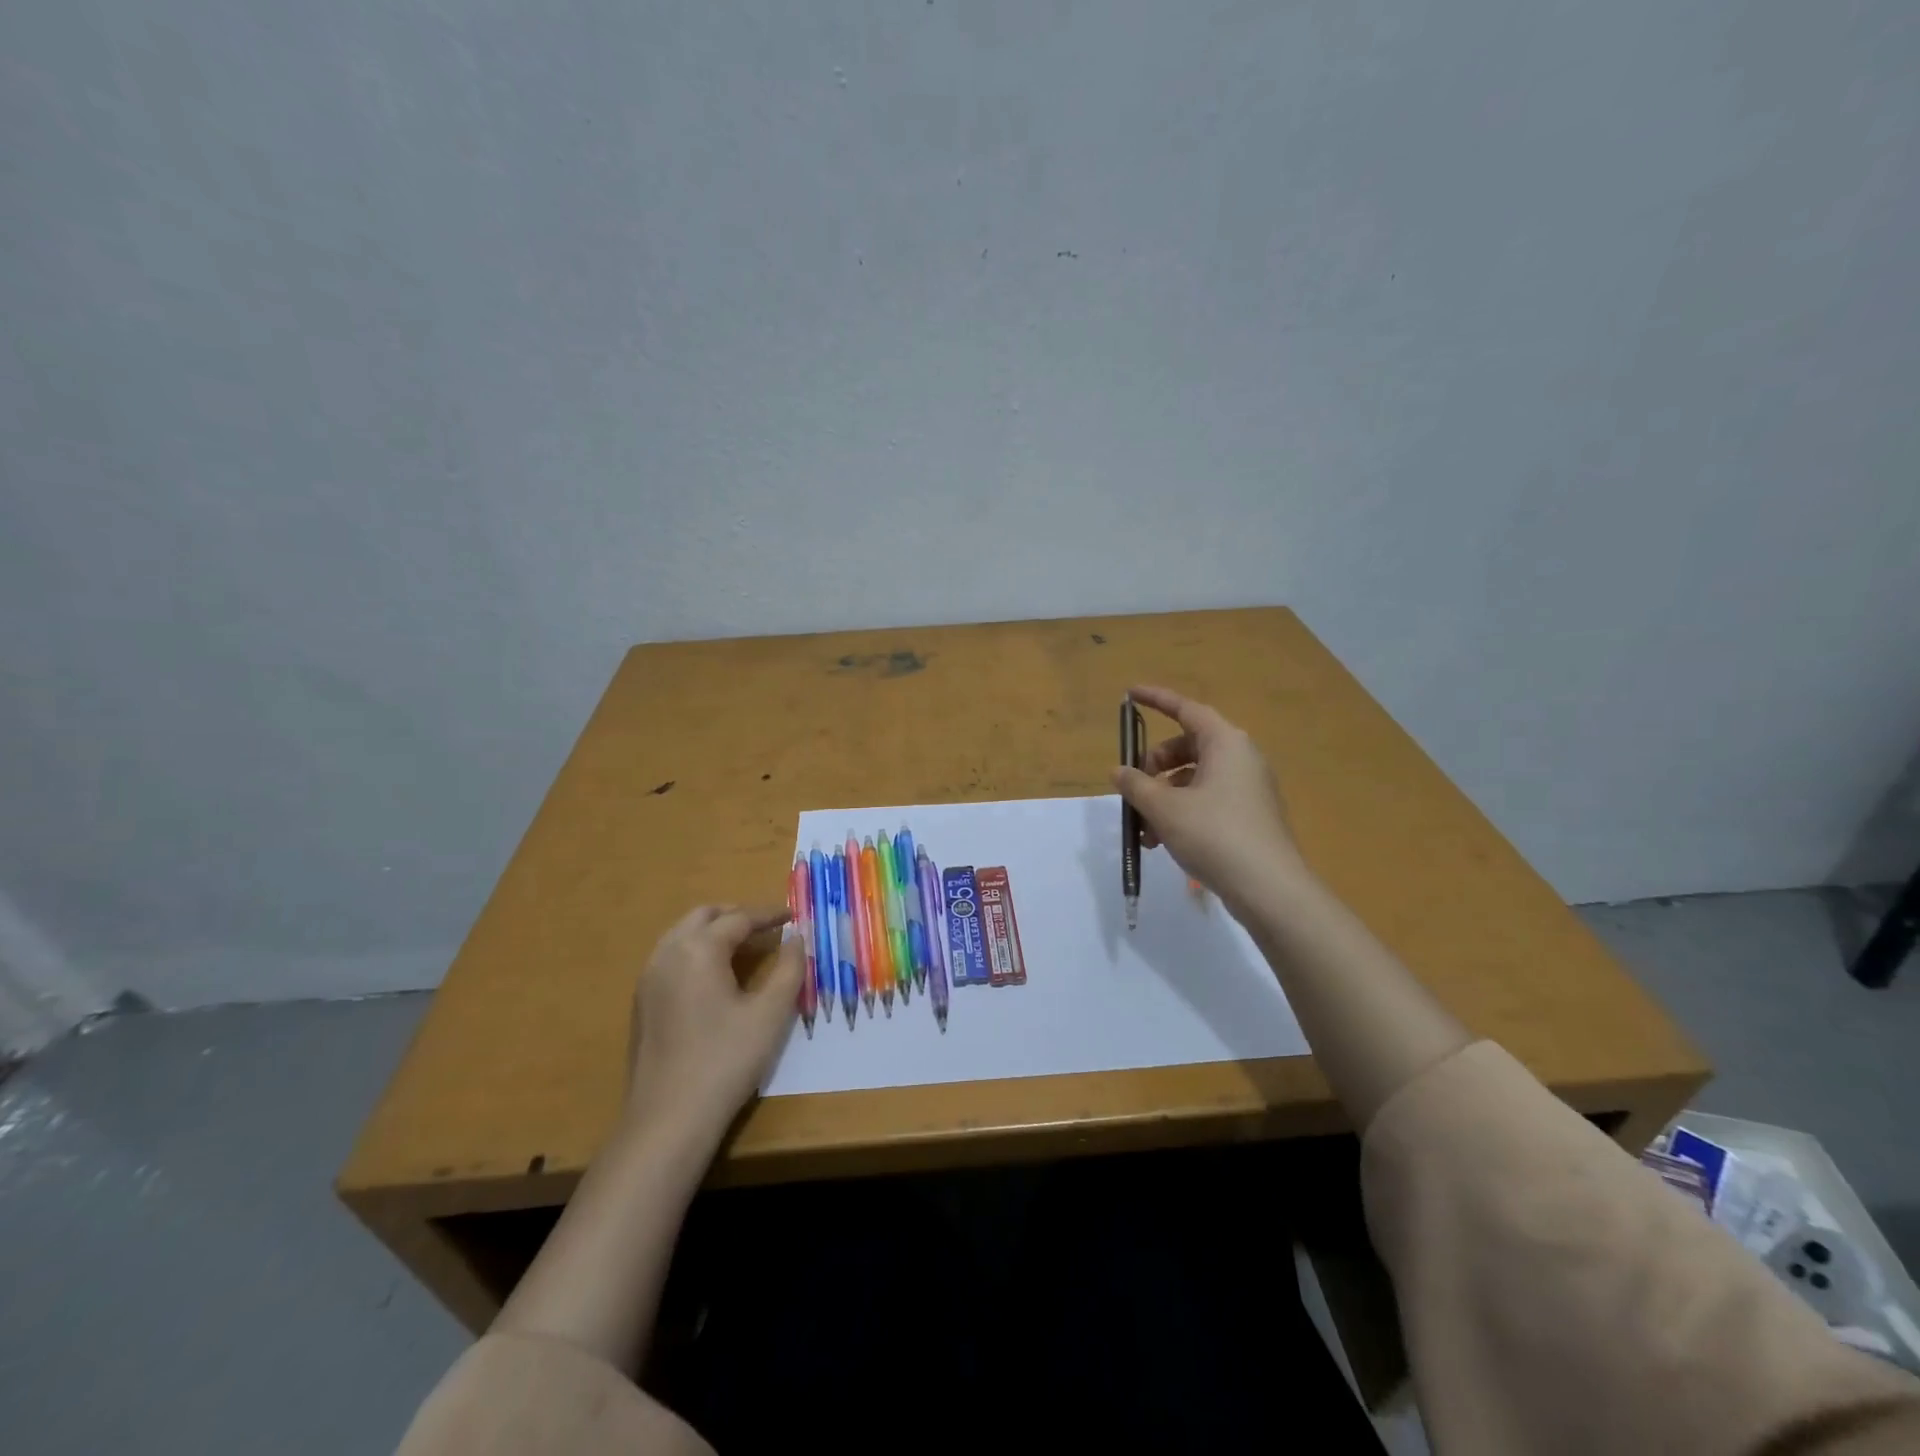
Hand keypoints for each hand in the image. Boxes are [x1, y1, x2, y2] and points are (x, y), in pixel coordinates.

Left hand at [624, 904, 803, 1138]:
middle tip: (768, 928)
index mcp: (698, 949)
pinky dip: (697, 952)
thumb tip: (797, 938)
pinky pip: (672, 958)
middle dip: (737, 916)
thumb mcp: (770, 1013)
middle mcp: (668, 953)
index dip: (769, 915)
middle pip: (704, 916)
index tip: (794, 916)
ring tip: (746, 949)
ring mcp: (649, 978)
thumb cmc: (726, 1061)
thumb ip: (789, 968)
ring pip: (683, 935)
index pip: (739, 918)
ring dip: (715, 932)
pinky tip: (717, 978)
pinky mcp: (642, 1002)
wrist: (668, 1119)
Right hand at [1111, 685, 1309, 913]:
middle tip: (1134, 786)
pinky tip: (1162, 842)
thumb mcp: (1164, 808)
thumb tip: (1119, 771)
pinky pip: (1208, 800)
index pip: (1186, 709)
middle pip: (1188, 746)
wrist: (1269, 889)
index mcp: (1226, 743)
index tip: (1130, 695)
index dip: (1156, 700)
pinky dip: (1181, 811)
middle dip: (1155, 765)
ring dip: (1163, 796)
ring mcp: (1248, 788)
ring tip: (1143, 830)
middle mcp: (1241, 758)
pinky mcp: (1249, 816)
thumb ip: (1136, 784)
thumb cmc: (1214, 834)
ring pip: (1195, 778)